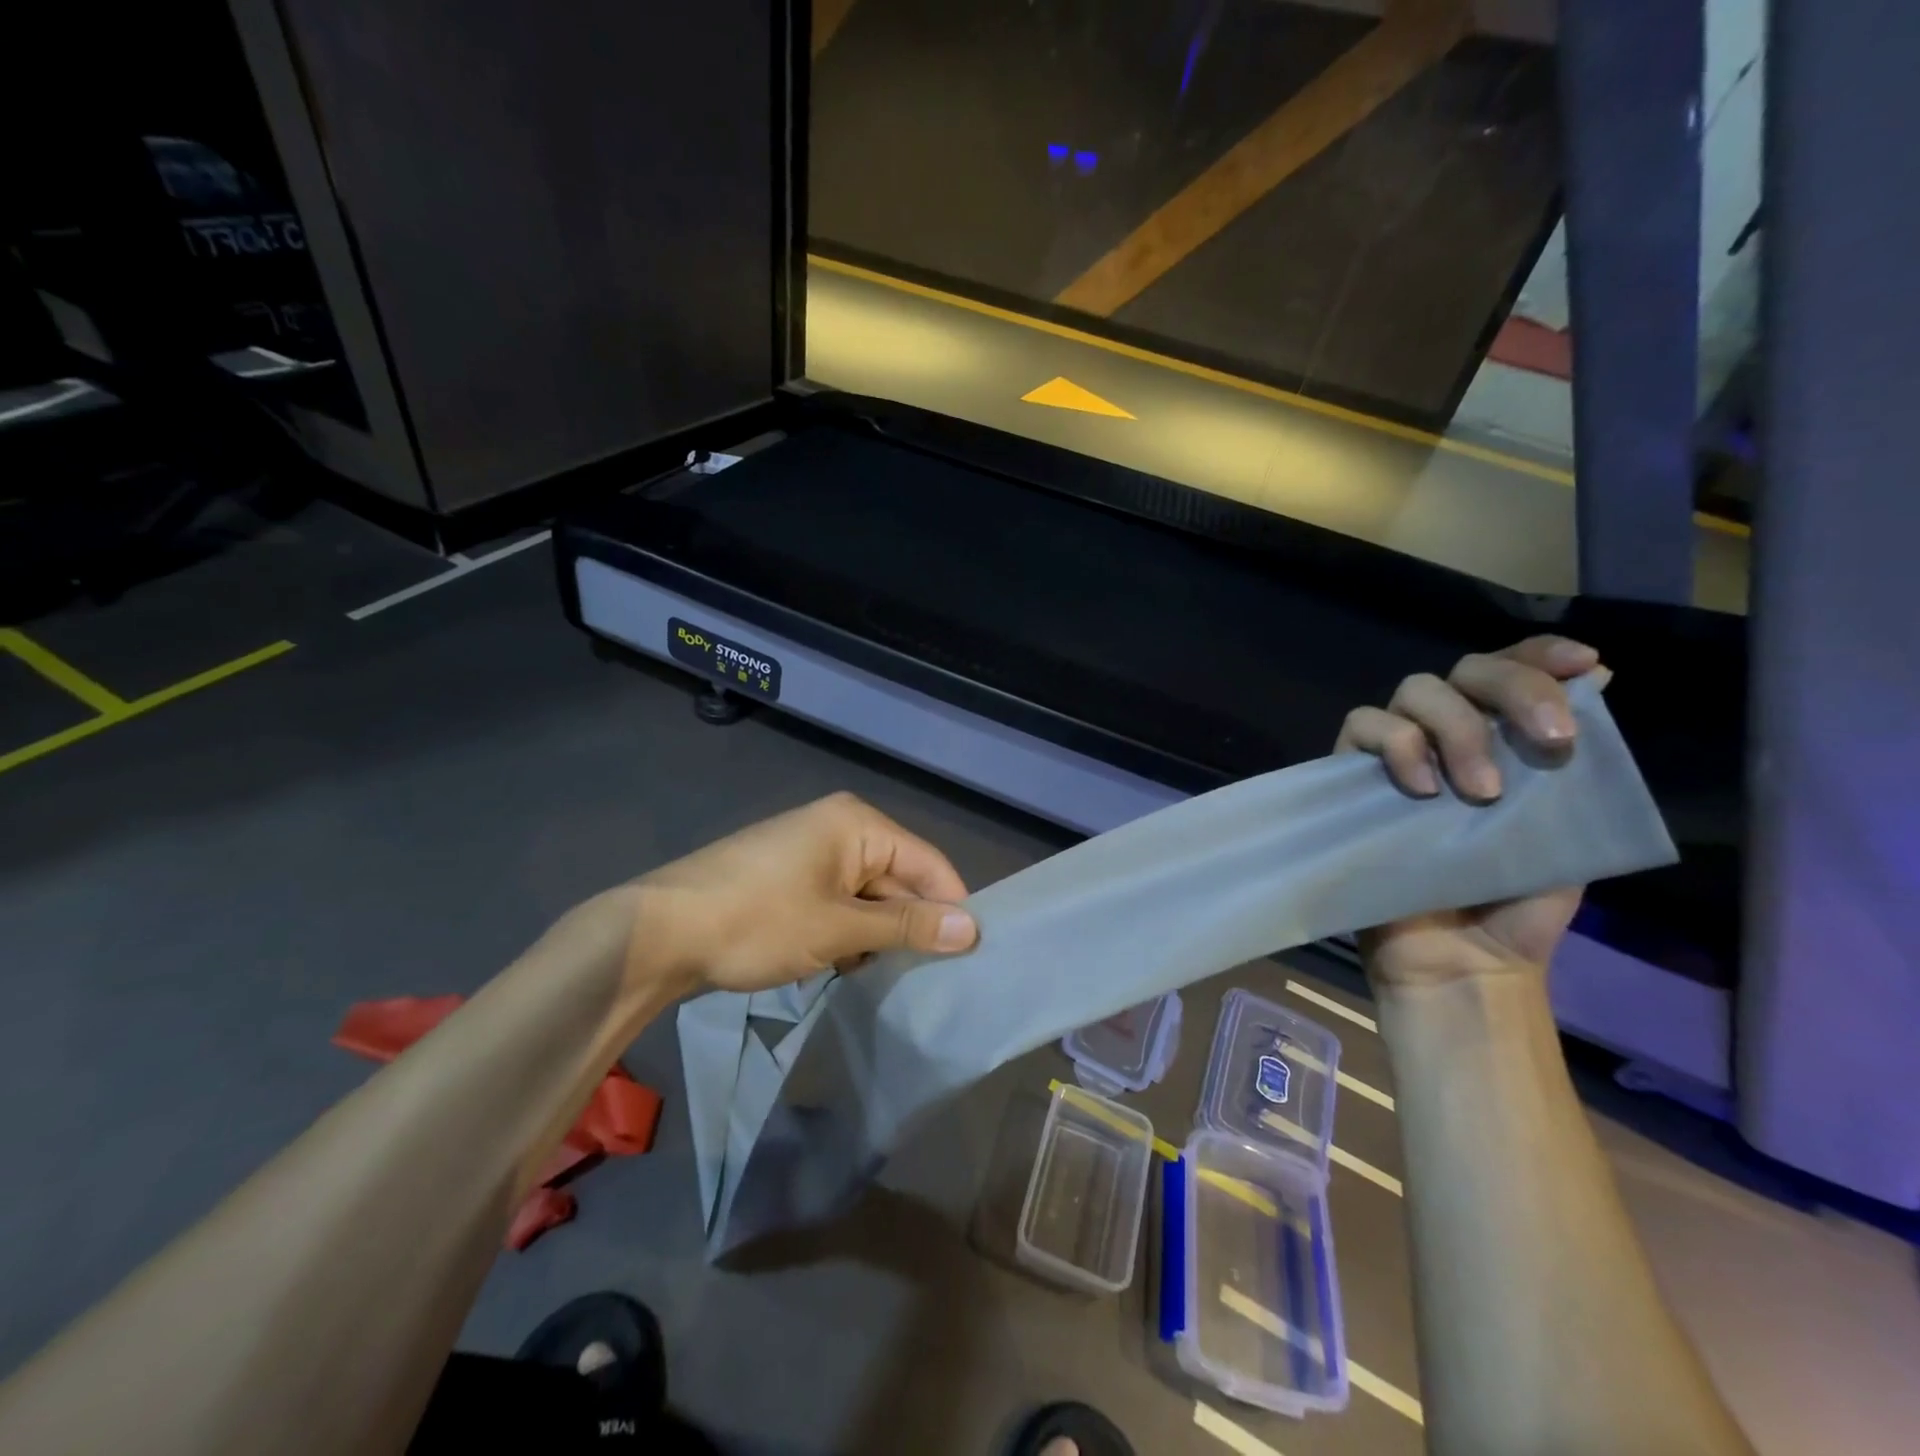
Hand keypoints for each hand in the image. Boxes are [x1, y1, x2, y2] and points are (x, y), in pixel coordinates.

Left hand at [625, 792, 977, 997]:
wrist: (660, 932)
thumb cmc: (758, 920)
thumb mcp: (839, 927)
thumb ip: (907, 926)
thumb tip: (972, 929)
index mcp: (857, 824)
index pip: (927, 862)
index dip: (950, 907)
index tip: (969, 957)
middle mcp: (839, 827)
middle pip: (897, 877)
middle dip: (909, 925)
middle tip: (929, 979)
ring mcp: (810, 853)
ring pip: (867, 896)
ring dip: (876, 935)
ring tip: (883, 977)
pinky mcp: (788, 879)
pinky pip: (837, 903)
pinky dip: (845, 934)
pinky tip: (842, 967)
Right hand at [1336, 636, 1607, 988]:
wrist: (1460, 958)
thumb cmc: (1519, 902)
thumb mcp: (1572, 829)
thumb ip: (1579, 766)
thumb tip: (1599, 681)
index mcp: (1504, 743)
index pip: (1514, 671)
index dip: (1541, 655)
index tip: (1580, 665)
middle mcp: (1449, 736)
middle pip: (1467, 670)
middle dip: (1512, 691)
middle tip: (1549, 744)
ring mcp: (1398, 754)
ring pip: (1414, 690)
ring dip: (1455, 727)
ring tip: (1481, 792)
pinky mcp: (1354, 776)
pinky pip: (1362, 726)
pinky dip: (1395, 744)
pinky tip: (1420, 788)